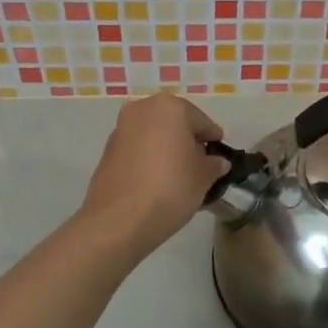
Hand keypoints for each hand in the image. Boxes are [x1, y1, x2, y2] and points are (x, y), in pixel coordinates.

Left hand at [78, 92, 228, 257]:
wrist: (118, 220)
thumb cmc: (170, 188)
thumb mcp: (203, 178)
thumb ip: (213, 165)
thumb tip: (217, 162)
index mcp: (169, 107)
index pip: (201, 121)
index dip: (213, 139)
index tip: (220, 156)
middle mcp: (142, 109)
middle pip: (174, 123)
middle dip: (188, 141)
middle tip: (200, 165)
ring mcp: (121, 128)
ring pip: (154, 134)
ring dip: (167, 149)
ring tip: (178, 175)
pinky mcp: (107, 150)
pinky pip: (138, 149)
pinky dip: (149, 158)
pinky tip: (157, 181)